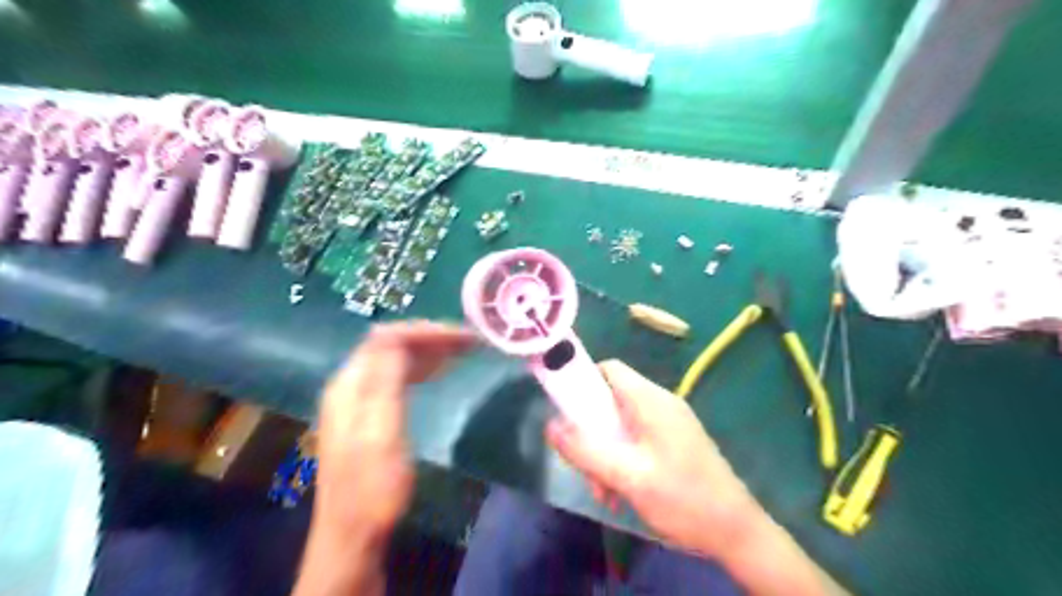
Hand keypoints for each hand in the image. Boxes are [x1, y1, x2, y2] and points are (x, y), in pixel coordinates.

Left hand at [310, 323, 469, 542]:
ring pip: (396, 359)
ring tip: (462, 350)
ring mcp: (358, 400)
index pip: (388, 338)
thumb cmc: (373, 487)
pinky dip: (421, 368)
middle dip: (430, 337)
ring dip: (428, 350)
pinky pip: (397, 377)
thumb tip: (393, 333)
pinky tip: (440, 371)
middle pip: (391, 344)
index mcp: (351, 385)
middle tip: (469, 340)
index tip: (462, 336)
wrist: (353, 534)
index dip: (425, 331)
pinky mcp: (369, 414)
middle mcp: (351, 385)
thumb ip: (385, 381)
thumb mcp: (381, 433)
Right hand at [547, 359, 753, 557]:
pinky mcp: (674, 441)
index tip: (565, 412)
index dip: (582, 382)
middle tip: (586, 468)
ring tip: (606, 491)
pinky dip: (622, 459)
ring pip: (621, 423)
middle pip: (610, 400)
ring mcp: (669, 423)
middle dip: (591, 432)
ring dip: (605, 452)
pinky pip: (637, 438)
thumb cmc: (683, 500)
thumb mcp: (628, 476)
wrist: (738, 532)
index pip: (608, 369)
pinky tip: (622, 492)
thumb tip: (550, 425)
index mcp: (650, 400)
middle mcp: (660, 404)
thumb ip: (586, 450)